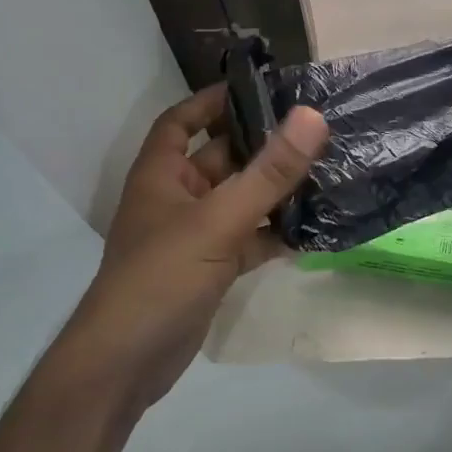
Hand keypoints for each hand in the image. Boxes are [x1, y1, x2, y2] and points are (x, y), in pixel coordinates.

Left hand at [52, 86, 327, 415]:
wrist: (126, 364)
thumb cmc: (162, 277)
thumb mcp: (218, 220)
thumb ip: (268, 172)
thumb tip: (311, 116)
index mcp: (161, 174)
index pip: (182, 120)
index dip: (213, 100)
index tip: (260, 88)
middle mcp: (175, 199)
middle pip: (220, 159)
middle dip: (261, 146)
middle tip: (313, 130)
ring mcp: (193, 236)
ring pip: (239, 201)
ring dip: (274, 191)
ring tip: (324, 172)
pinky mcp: (210, 268)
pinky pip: (248, 239)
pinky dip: (274, 233)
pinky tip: (313, 228)